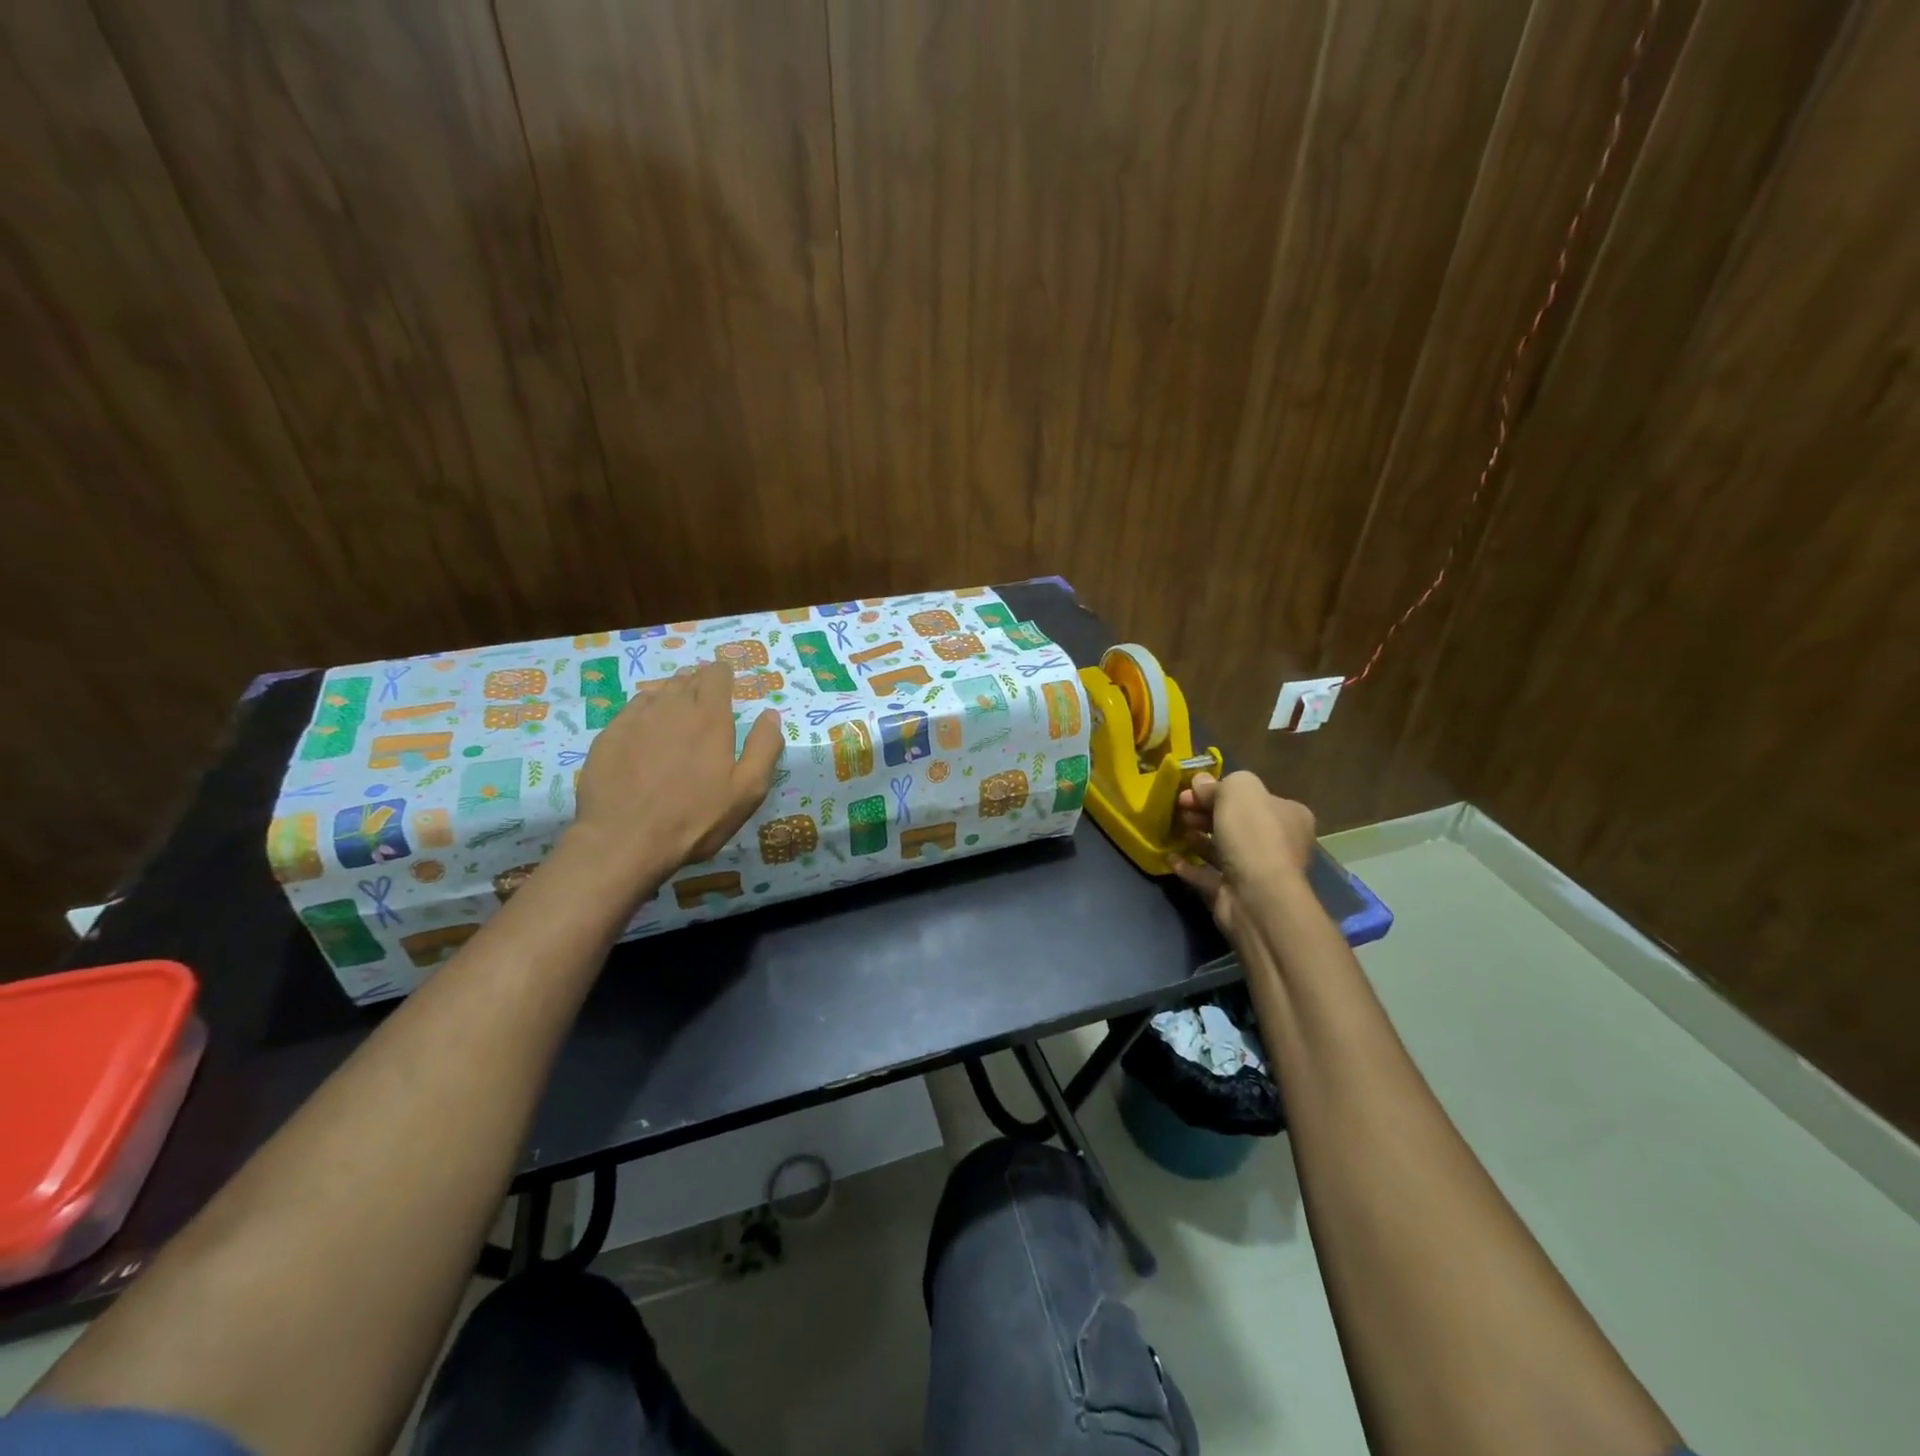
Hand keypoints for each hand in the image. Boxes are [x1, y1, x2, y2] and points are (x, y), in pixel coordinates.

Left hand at [569, 661, 781, 882]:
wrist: (624, 840)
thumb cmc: (695, 818)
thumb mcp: (747, 790)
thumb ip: (764, 747)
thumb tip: (770, 715)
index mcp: (710, 716)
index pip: (716, 674)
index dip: (723, 678)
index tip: (727, 691)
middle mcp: (672, 706)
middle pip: (688, 678)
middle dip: (699, 686)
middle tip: (705, 710)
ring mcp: (636, 718)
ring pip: (659, 691)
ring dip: (672, 698)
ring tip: (677, 721)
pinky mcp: (610, 734)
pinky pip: (633, 710)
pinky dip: (645, 714)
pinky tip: (647, 735)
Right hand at [1170, 770, 1315, 937]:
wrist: (1256, 895)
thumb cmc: (1253, 835)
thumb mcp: (1239, 790)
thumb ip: (1218, 784)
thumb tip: (1200, 784)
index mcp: (1289, 815)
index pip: (1253, 797)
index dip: (1221, 790)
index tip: (1192, 789)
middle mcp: (1279, 843)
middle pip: (1236, 821)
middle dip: (1205, 812)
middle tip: (1180, 807)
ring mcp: (1257, 871)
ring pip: (1222, 848)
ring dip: (1198, 838)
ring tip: (1176, 829)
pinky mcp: (1235, 893)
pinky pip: (1208, 875)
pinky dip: (1190, 866)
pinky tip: (1171, 858)